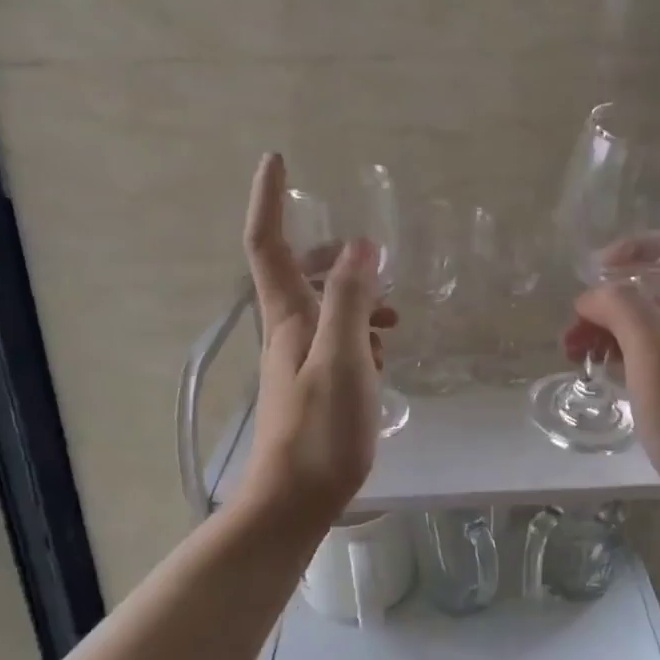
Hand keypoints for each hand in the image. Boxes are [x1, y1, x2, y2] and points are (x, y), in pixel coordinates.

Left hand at [239, 153, 393, 522]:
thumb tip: (359, 244)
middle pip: (295, 272)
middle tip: (370, 258)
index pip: (266, 244)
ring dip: (353, 297)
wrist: (296, 500)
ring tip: (392, 317)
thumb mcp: (342, 358)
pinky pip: (334, 338)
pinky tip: (382, 354)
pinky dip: (358, 332)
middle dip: (328, 254)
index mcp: (287, 317)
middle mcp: (286, 331)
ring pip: (321, 307)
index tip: (277, 159)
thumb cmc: (320, 430)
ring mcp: (298, 360)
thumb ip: (349, 299)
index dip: (268, 199)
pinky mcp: (312, 384)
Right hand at [561, 187, 659, 522]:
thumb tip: (592, 295)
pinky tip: (592, 365)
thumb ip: (623, 311)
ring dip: (612, 314)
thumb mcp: (657, 357)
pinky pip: (649, 343)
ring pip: (653, 308)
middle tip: (587, 288)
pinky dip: (620, 344)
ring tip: (571, 344)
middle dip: (625, 266)